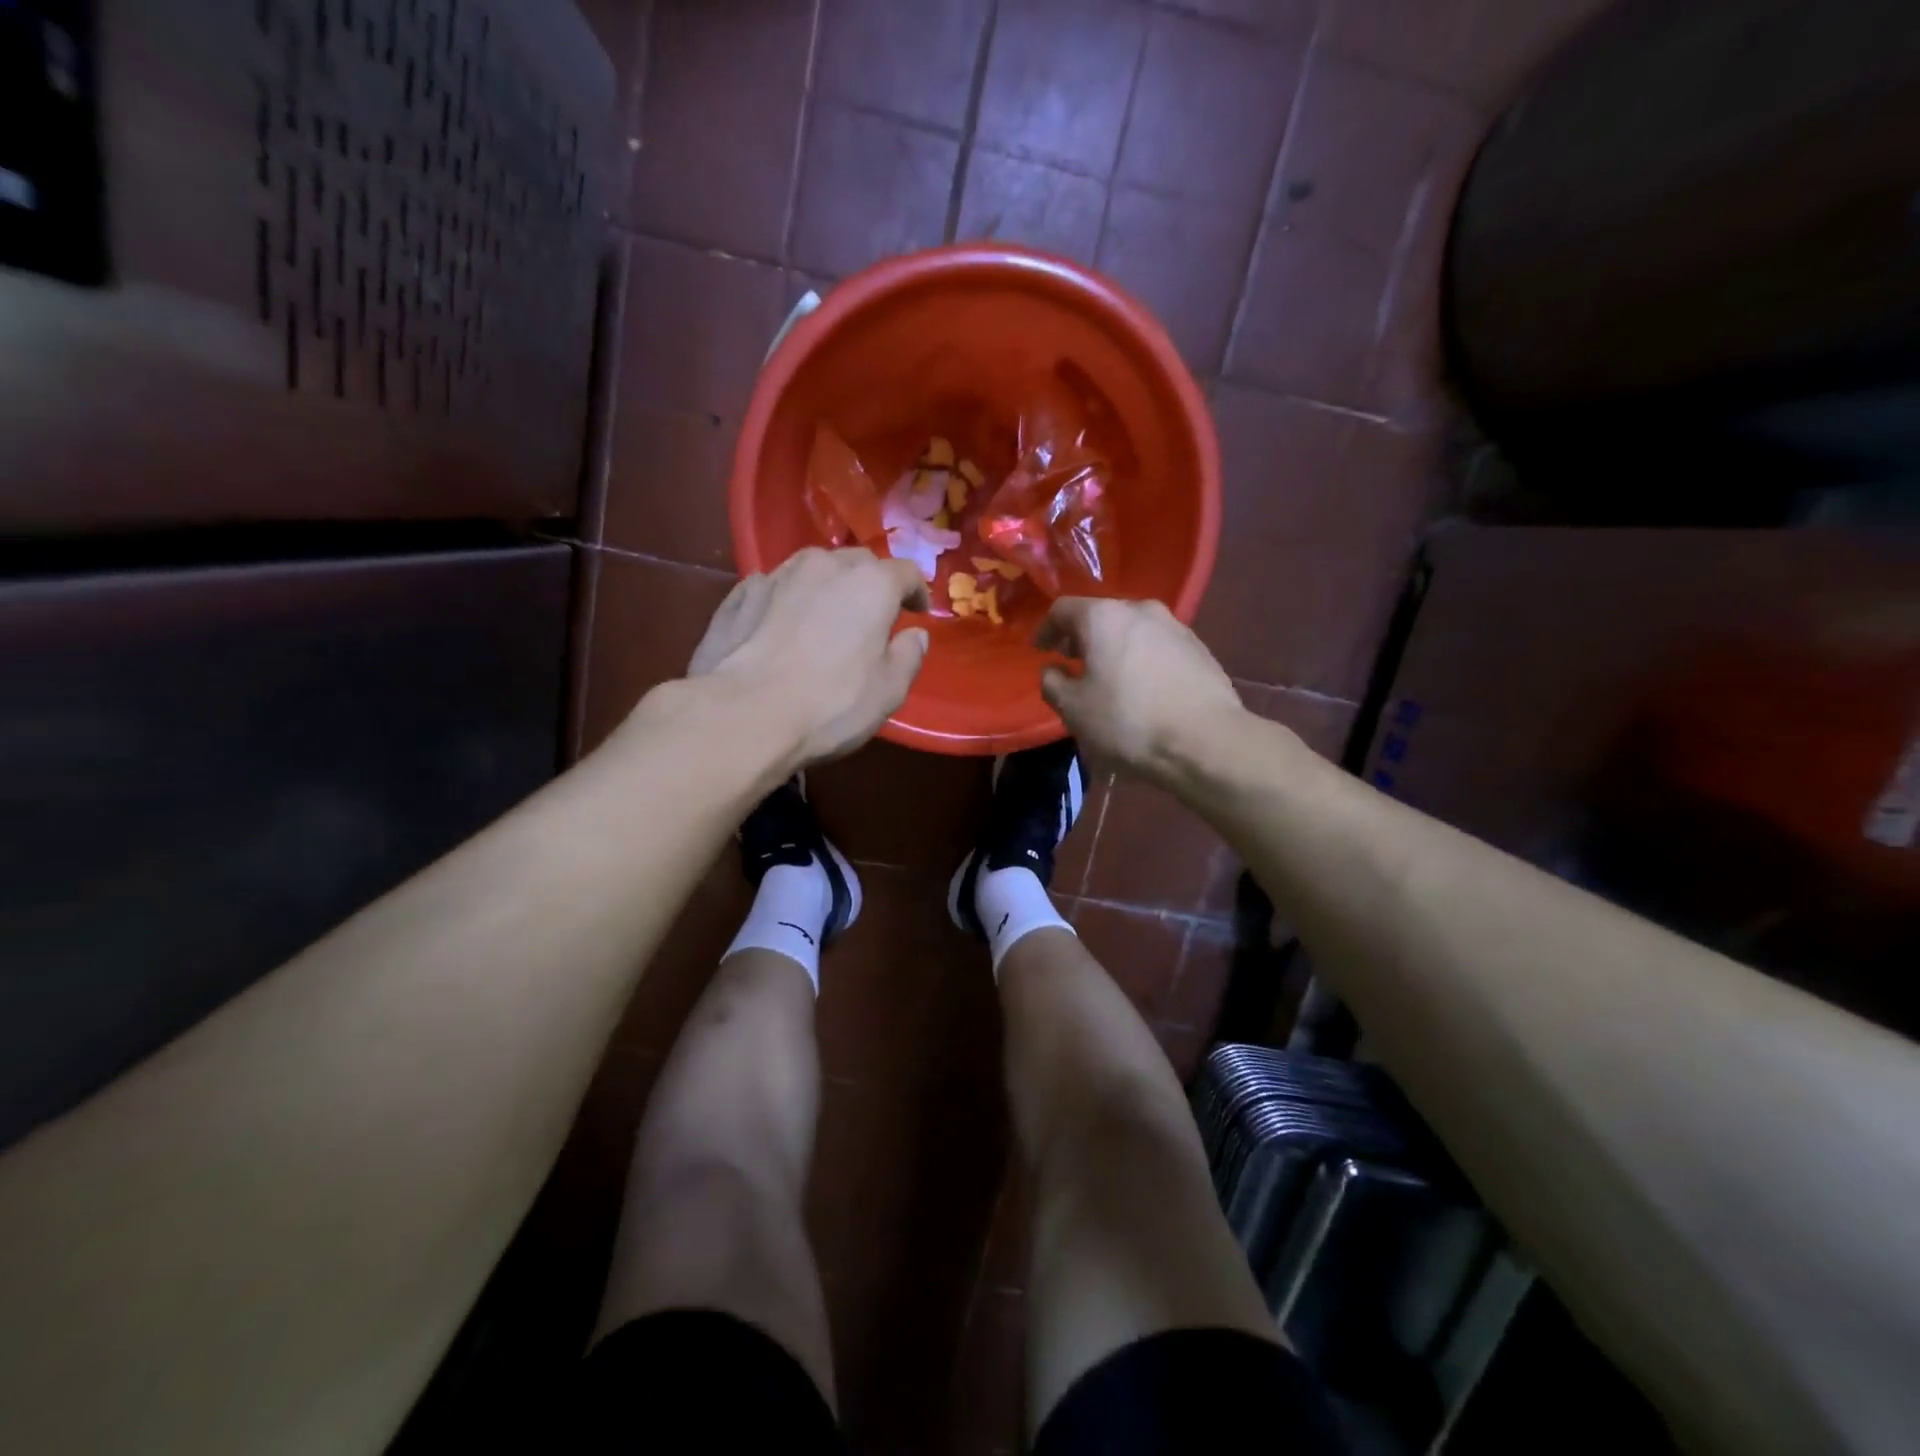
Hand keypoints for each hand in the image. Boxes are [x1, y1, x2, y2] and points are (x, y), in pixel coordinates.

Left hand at [687, 547, 930, 765]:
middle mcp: (825, 565)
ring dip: (826, 587)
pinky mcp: (739, 594)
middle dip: (870, 583)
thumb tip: (915, 635)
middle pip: (858, 563)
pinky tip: (780, 626)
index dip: (916, 591)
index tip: (917, 612)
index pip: (905, 572)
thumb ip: (908, 657)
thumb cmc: (831, 704)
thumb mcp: (889, 691)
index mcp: (871, 584)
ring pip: (813, 569)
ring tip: (824, 616)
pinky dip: (786, 600)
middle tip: (871, 615)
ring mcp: (777, 575)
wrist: (743, 714)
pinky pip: (774, 587)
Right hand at [1035, 598, 1244, 783]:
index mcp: (1104, 617)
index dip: (1046, 629)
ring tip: (1107, 678)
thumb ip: (1052, 683)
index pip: (1063, 610)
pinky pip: (1157, 646)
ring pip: (1132, 630)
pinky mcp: (1199, 648)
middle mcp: (1140, 610)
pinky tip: (1142, 688)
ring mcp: (1175, 627)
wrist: (1206, 742)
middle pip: (1101, 615)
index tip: (1040, 651)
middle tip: (1071, 663)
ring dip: (1113, 648)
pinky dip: (1140, 659)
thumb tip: (1053, 670)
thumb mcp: (1073, 709)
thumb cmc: (1128, 722)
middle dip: (1081, 638)